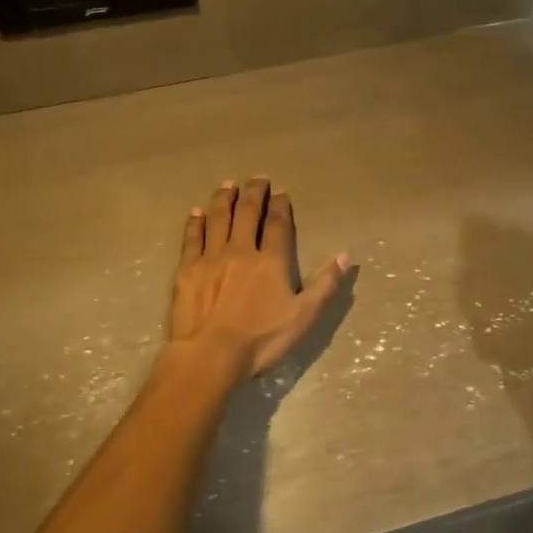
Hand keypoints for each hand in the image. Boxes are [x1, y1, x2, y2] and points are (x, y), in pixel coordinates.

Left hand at [170, 178, 349, 376]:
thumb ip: (325, 284)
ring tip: (227, 185)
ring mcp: (211, 258)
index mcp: (271, 261)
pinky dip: (195, 222)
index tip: (281, 193)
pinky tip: (197, 213)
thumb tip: (346, 255)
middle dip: (253, 193)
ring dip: (224, 199)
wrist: (210, 354)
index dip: (280, 206)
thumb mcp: (304, 316)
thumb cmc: (261, 340)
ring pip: (218, 219)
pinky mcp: (187, 269)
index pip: (277, 224)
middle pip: (246, 213)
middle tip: (257, 178)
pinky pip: (192, 238)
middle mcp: (241, 251)